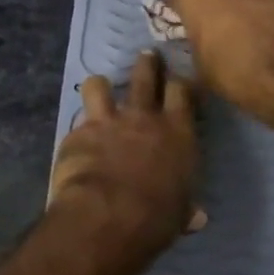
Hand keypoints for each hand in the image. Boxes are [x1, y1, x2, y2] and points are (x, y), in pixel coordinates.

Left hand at [49, 50, 203, 274]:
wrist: (107, 216)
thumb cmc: (156, 217)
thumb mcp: (180, 213)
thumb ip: (186, 208)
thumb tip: (197, 218)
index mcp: (178, 132)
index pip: (183, 91)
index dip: (182, 83)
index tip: (181, 81)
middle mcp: (144, 118)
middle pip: (146, 76)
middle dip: (147, 64)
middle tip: (147, 56)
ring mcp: (107, 122)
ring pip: (100, 85)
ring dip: (101, 85)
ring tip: (100, 86)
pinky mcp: (77, 134)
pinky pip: (77, 124)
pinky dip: (79, 130)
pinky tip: (76, 142)